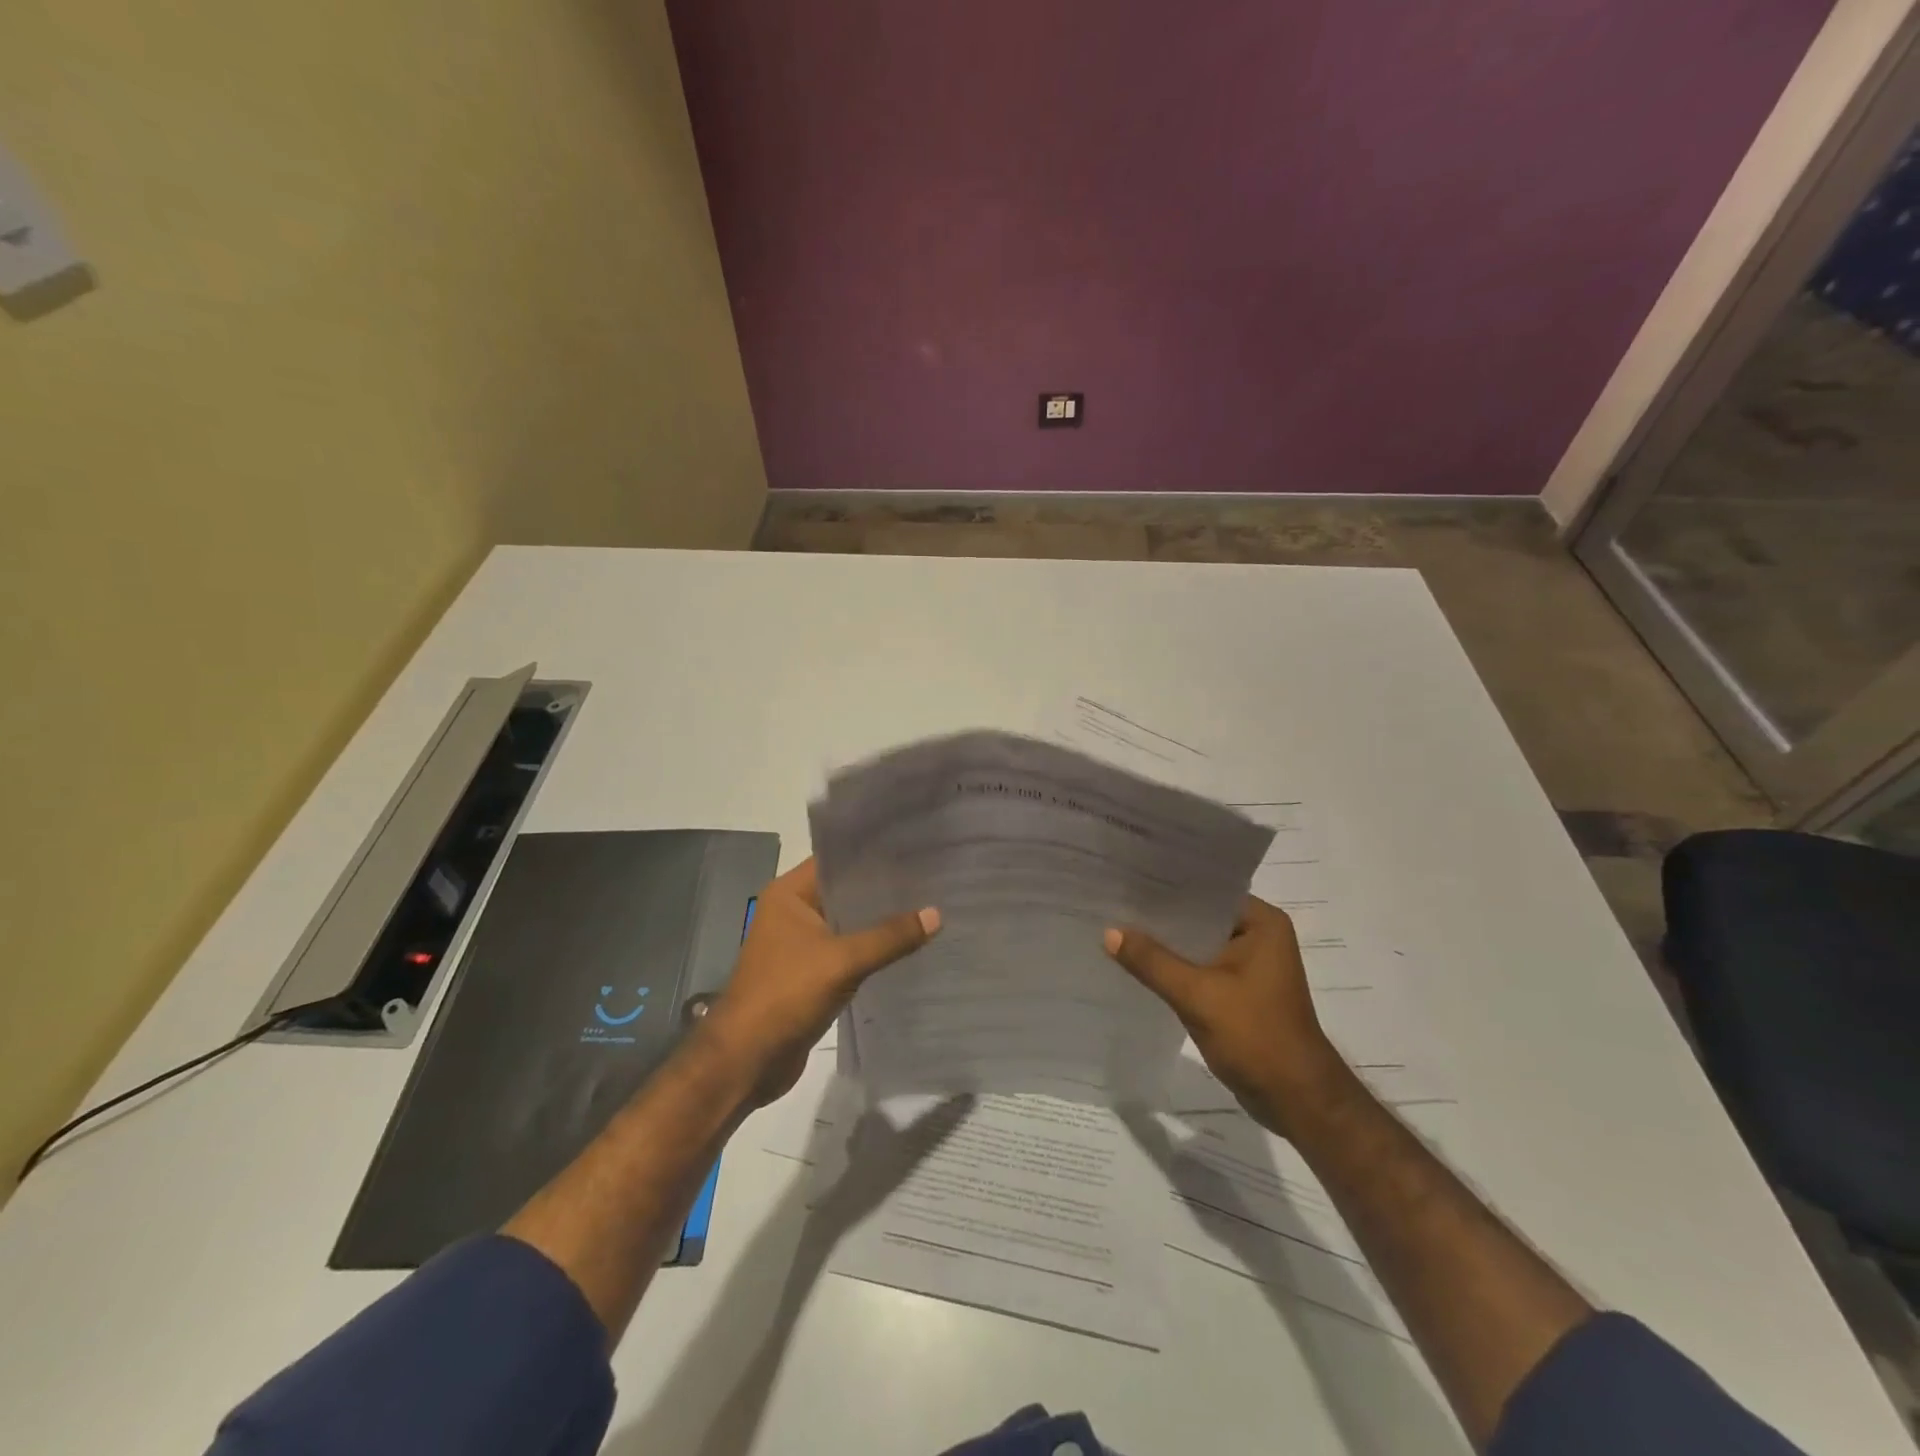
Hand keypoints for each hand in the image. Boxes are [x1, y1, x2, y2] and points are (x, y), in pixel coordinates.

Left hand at [705, 857, 938, 1104]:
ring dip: (879, 921)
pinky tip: (906, 946)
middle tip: (930, 878)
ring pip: (848, 923)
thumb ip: (889, 937)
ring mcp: (800, 944)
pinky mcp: (809, 973)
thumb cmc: (786, 995)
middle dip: (883, 888)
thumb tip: (936, 914)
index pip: (836, 859)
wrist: (746, 1060)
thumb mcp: (842, 961)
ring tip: (926, 906)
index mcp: (789, 894)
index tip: (913, 847)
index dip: (872, 853)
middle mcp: (793, 912)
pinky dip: (872, 949)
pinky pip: (847, 951)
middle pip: (844, 891)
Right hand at [1105, 895, 1347, 1134]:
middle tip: (1112, 903)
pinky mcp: (1240, 990)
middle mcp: (1258, 935)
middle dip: (1159, 917)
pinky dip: (1174, 968)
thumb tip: (1108, 932)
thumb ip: (1152, 961)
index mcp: (1261, 922)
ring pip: (1196, 944)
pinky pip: (1199, 968)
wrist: (1297, 1100)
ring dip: (1165, 945)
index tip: (1124, 881)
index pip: (1205, 892)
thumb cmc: (1256, 1037)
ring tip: (1117, 929)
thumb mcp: (1198, 995)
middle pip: (1198, 917)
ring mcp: (1250, 964)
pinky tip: (1138, 966)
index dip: (1165, 888)